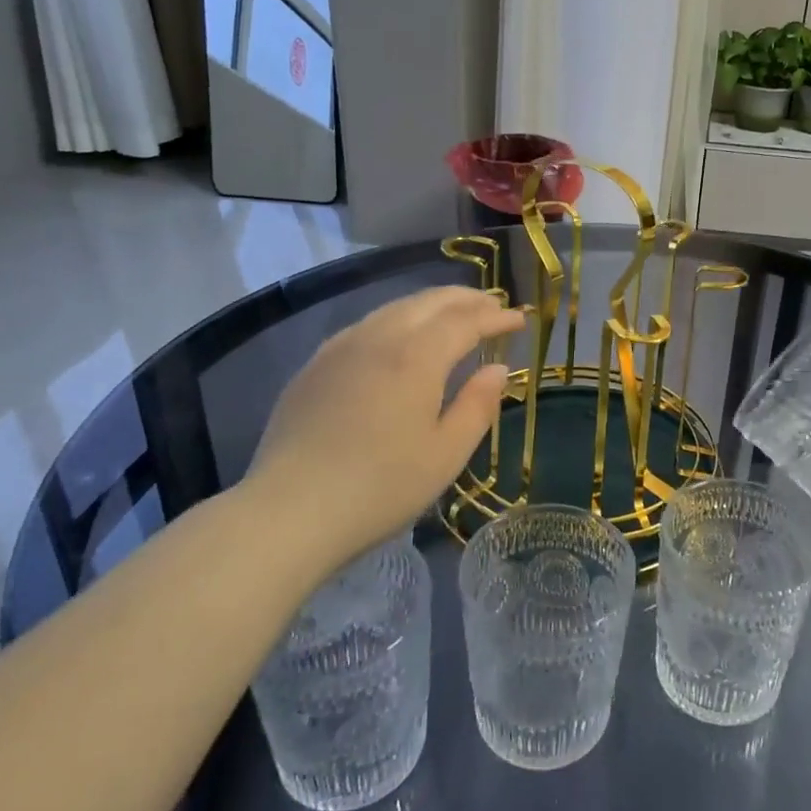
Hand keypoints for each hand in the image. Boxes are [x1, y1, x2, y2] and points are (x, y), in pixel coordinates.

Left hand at [241, 287, 523, 571]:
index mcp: (416, 357)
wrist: (290, 511)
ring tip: (453, 313)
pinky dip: (397, 319)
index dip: (496, 317)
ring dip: (431, 304)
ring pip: (394, 308)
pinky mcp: (315, 365)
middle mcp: (379, 338)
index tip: (520, 319)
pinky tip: (399, 336)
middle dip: (466, 299)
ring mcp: (341, 348)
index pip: (465, 321)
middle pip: (429, 302)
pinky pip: (366, 325)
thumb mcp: (446, 454)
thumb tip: (498, 369)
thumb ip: (477, 405)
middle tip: (492, 305)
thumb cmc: (381, 487)